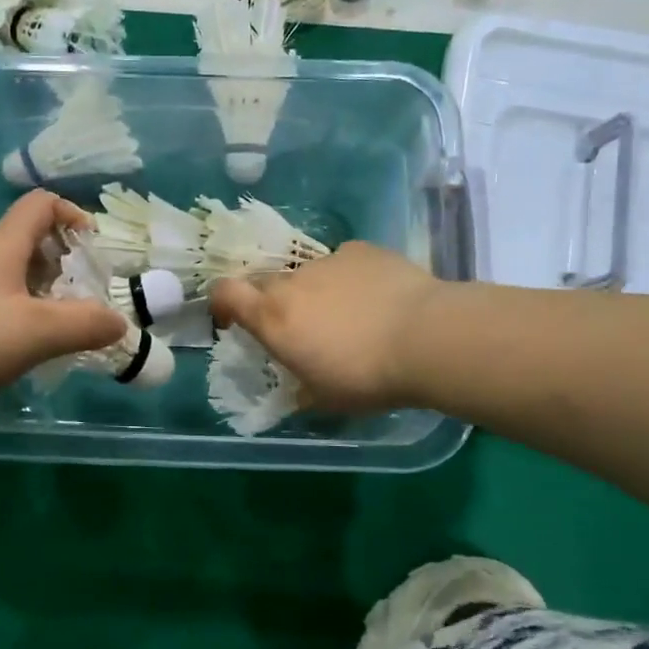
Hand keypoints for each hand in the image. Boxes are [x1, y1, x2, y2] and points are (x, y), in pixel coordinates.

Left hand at [0, 191, 125, 418]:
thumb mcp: (39, 333)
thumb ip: (87, 324)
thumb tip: (119, 322)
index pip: (39, 204)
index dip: (73, 214)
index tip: (94, 249)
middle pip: (25, 239)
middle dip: (61, 261)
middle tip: (80, 297)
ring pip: (6, 271)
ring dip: (38, 289)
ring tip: (53, 326)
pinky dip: (12, 309)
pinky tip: (14, 346)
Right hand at [209, 243, 443, 412]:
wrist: (427, 338)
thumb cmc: (366, 377)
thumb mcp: (324, 398)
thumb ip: (300, 387)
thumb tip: (296, 388)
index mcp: (273, 318)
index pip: (225, 292)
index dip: (222, 301)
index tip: (232, 318)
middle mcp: (293, 282)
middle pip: (267, 283)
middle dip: (274, 303)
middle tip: (301, 328)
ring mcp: (328, 261)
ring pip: (309, 274)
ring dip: (316, 292)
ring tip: (350, 316)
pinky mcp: (362, 250)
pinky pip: (344, 263)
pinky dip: (349, 278)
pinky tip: (376, 297)